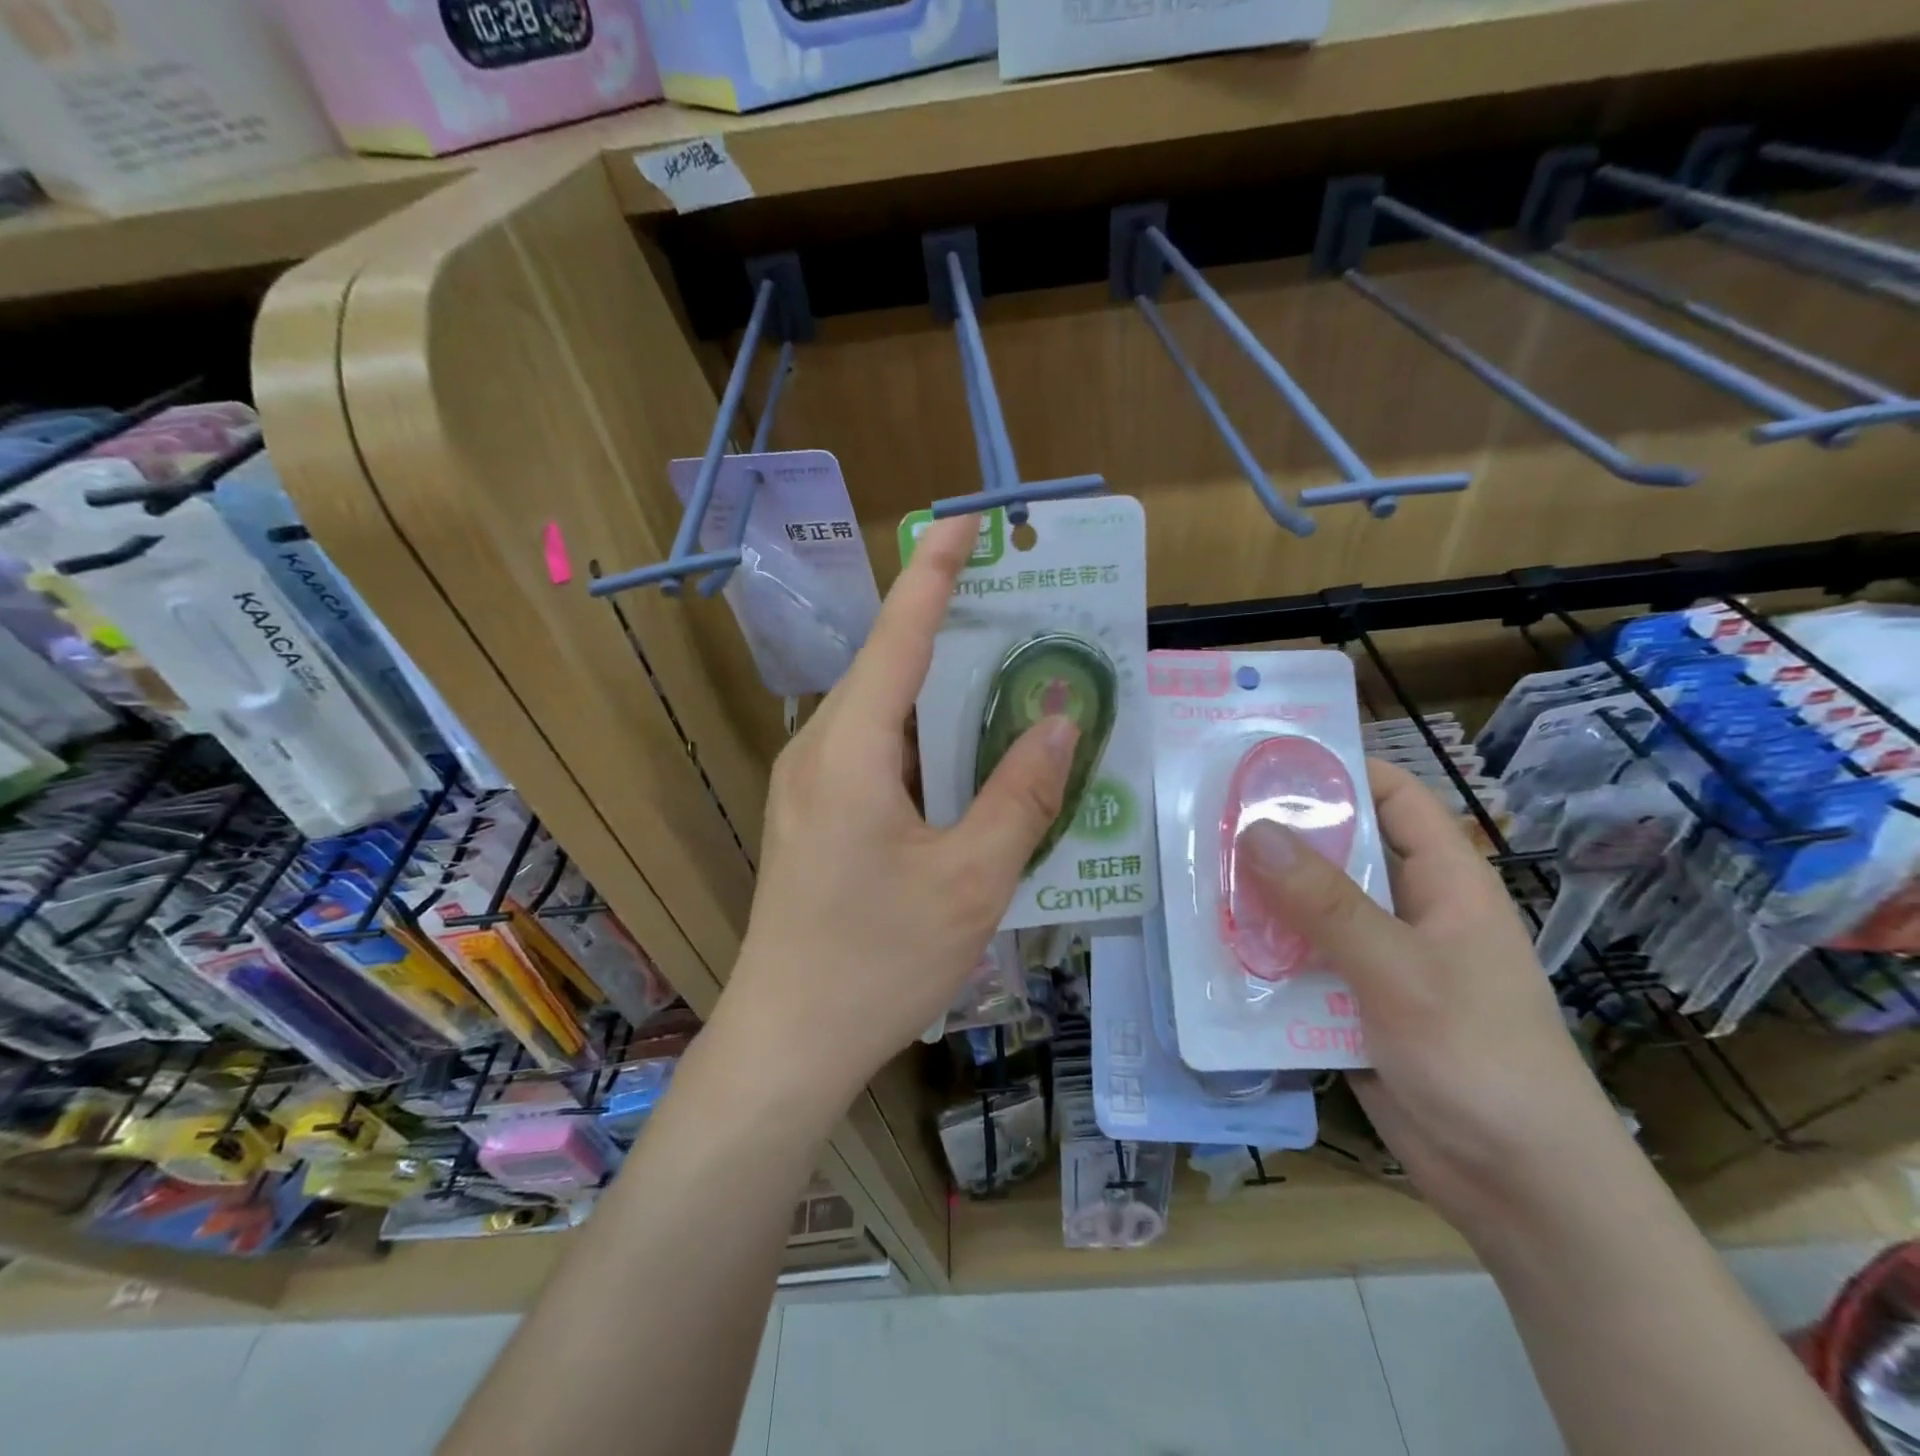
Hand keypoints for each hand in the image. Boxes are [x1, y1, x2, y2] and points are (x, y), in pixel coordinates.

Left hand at [719, 516, 1078, 1109]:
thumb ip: (1019, 796)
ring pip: (883, 713)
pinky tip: (967, 763)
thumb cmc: (879, 961)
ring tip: (1008, 684)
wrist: (788, 1041)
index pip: (898, 634)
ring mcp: (809, 783)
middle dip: (951, 632)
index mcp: (850, 750)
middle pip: (889, 668)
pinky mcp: (814, 814)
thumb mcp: (971, 880)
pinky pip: (873, 753)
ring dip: (941, 695)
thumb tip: (1057, 724)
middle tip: (1021, 615)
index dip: (934, 572)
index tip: (968, 522)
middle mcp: (819, 749)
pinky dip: (923, 742)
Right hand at [1237, 760, 1632, 1238]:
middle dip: (1278, 835)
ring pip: (1310, 907)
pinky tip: (1213, 945)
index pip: (1394, 796)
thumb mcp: (1400, 972)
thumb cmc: (1480, 1059)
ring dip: (1261, 896)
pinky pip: (1300, 960)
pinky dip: (1263, 951)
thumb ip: (1326, 903)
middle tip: (1206, 816)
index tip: (1266, 760)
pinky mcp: (1352, 1001)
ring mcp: (1378, 957)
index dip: (1339, 769)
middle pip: (1338, 850)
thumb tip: (1253, 830)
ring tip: (1194, 874)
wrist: (1518, 1186)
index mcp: (1444, 882)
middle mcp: (1408, 909)